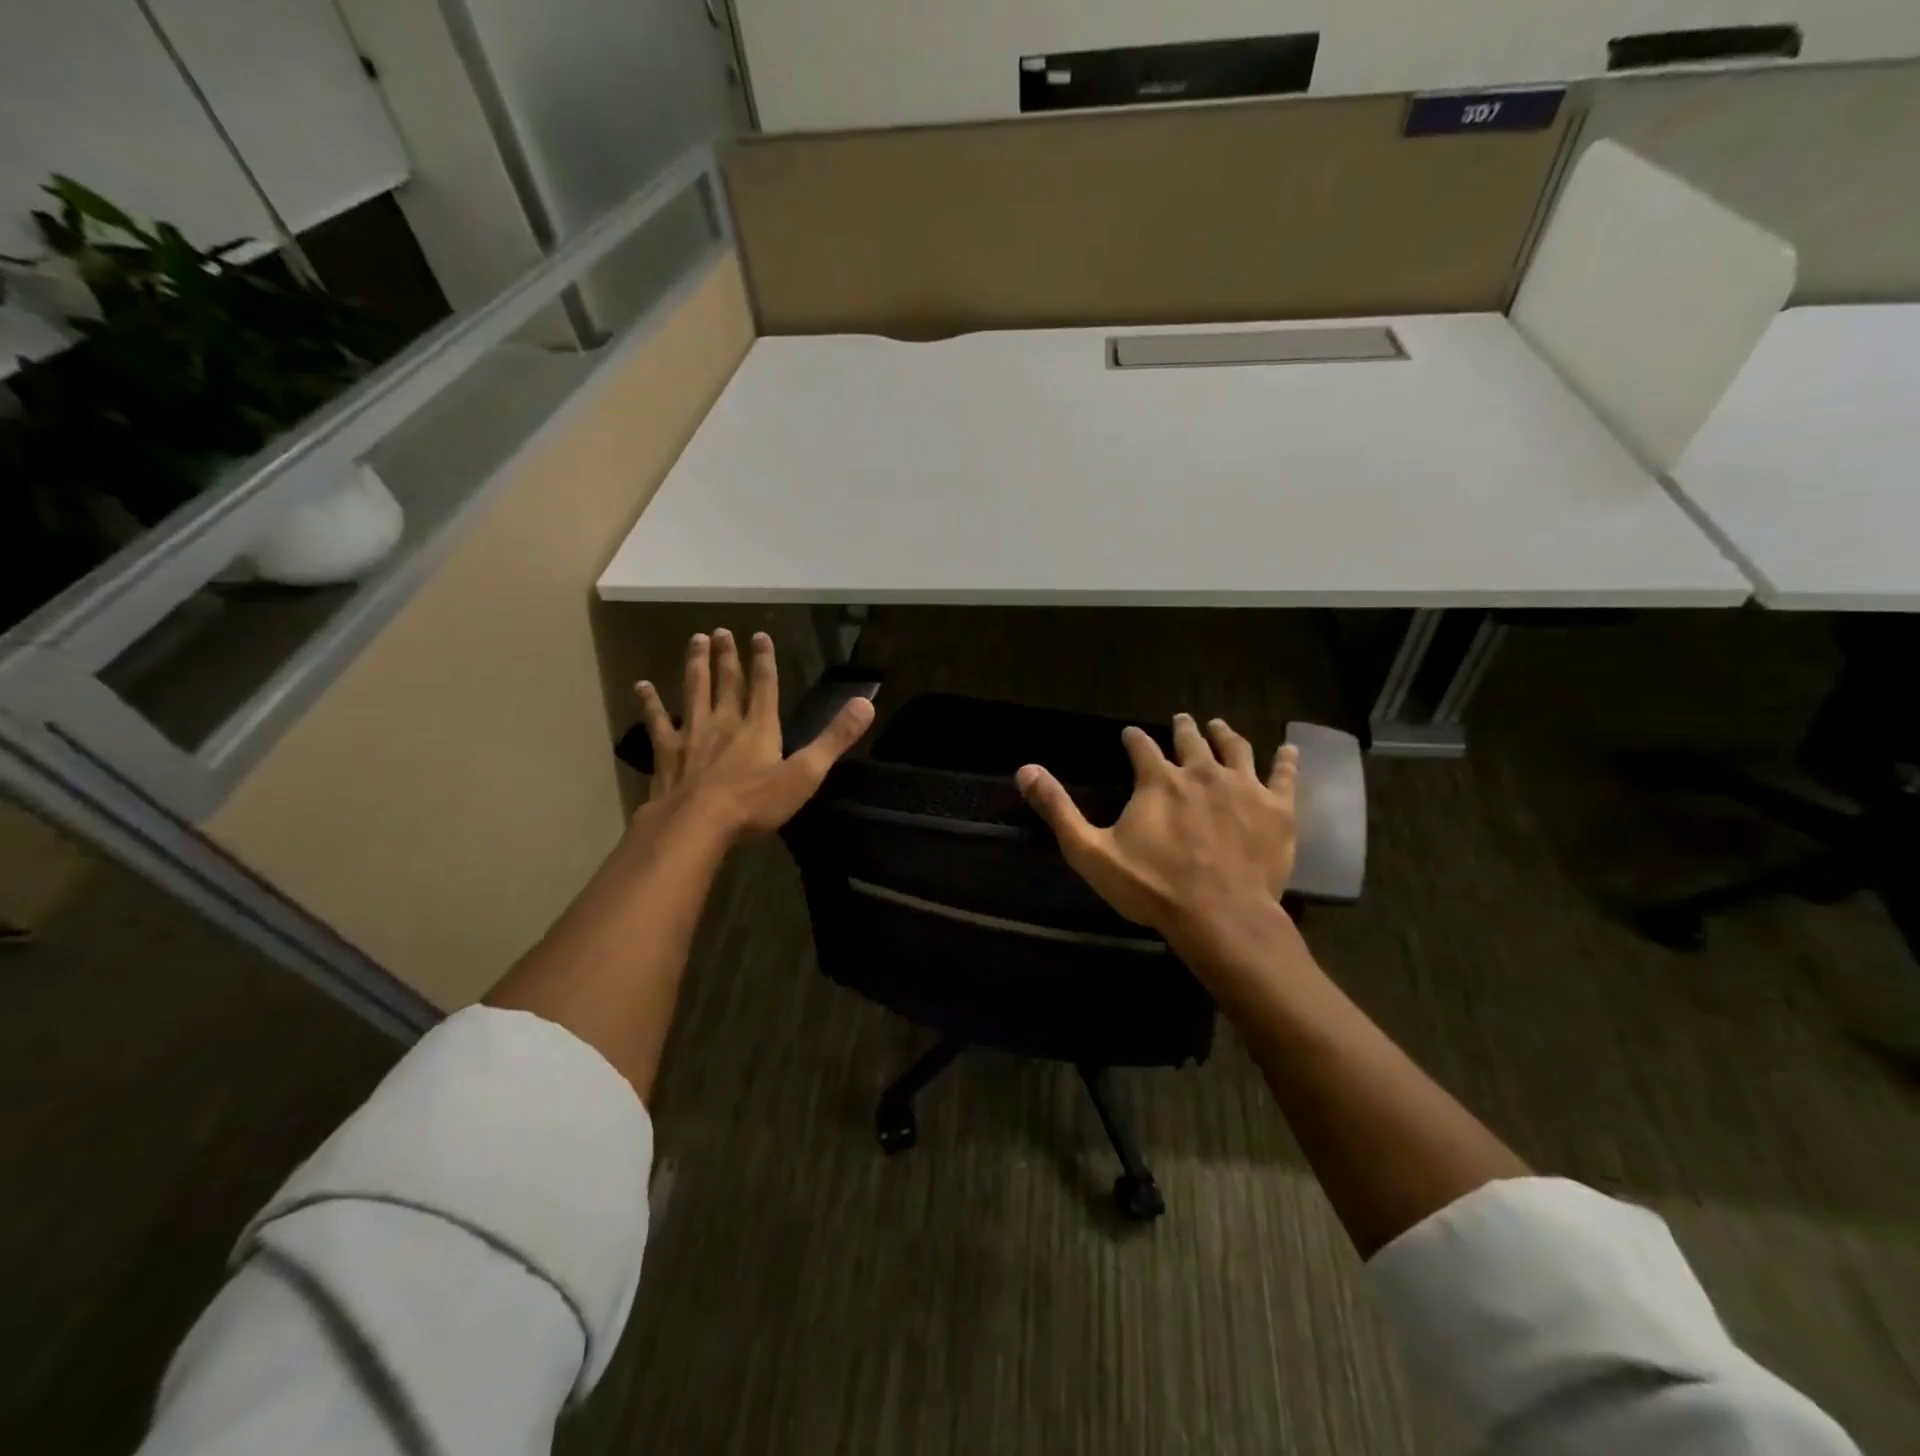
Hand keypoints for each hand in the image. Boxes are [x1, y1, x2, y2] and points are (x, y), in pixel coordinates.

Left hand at [634, 629, 873, 843]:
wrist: (696, 825)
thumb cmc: (755, 803)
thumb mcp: (805, 774)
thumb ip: (835, 739)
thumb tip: (866, 703)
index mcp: (759, 728)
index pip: (765, 686)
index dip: (764, 660)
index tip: (760, 635)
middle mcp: (725, 722)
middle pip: (727, 683)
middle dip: (728, 657)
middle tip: (721, 630)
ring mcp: (692, 735)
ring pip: (694, 692)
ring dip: (696, 666)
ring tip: (696, 641)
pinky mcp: (667, 753)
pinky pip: (658, 722)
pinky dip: (650, 703)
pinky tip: (642, 686)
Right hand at [1016, 714, 1298, 945]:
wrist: (1220, 917)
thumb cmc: (1152, 886)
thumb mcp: (1091, 851)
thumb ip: (1058, 809)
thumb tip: (1025, 769)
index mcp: (1158, 780)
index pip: (1141, 746)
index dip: (1134, 739)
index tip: (1130, 734)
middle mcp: (1201, 772)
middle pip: (1192, 740)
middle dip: (1183, 728)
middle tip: (1182, 720)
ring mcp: (1244, 787)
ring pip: (1236, 748)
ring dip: (1225, 734)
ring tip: (1219, 725)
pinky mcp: (1277, 809)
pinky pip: (1284, 776)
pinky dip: (1286, 761)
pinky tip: (1289, 750)